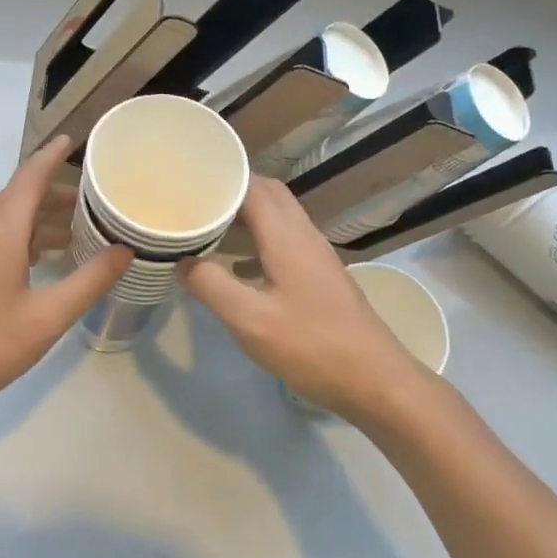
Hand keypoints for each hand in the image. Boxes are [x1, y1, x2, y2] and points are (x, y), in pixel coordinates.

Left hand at [0, 136, 130, 426]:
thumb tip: (124, 250)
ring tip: (75, 235)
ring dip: (38, 220)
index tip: (76, 139)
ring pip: (4, 220)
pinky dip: (20, 239)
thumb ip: (89, 281)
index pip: (30, 175)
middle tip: (94, 201)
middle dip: (56, 193)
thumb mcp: (46, 318)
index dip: (54, 155)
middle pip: (19, 196)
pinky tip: (37, 264)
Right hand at [182, 178, 430, 422]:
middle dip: (232, 190)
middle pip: (268, 193)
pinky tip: (238, 265)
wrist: (376, 380)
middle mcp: (304, 235)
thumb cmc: (311, 346)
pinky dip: (259, 236)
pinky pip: (285, 237)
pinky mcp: (321, 274)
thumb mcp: (250, 320)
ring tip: (209, 226)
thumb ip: (211, 285)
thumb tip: (180, 259)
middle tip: (196, 201)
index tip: (187, 183)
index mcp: (286, 236)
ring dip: (246, 213)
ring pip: (279, 215)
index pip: (252, 186)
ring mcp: (317, 254)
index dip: (220, 178)